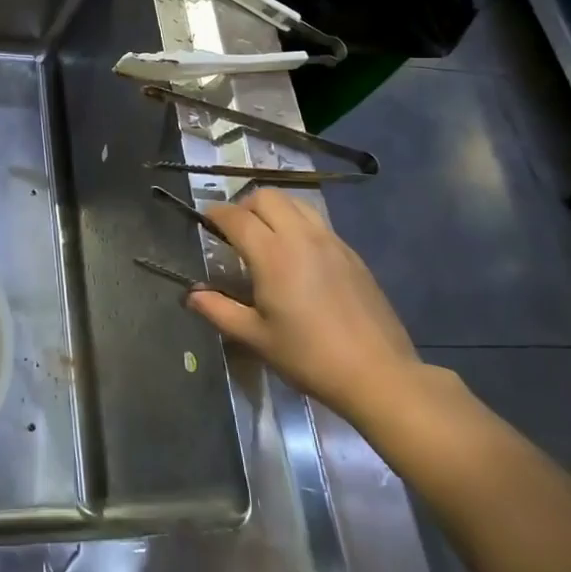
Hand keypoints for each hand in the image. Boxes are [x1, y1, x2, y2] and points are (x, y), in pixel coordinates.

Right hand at [186, 188, 422, 424]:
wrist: (378, 374)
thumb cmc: (309, 356)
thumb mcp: (255, 338)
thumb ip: (218, 310)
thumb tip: (191, 294)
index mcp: (272, 254)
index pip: (236, 217)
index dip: (215, 214)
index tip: (205, 220)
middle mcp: (301, 237)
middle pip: (266, 197)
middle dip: (244, 205)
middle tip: (235, 230)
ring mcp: (331, 242)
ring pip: (296, 203)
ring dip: (274, 210)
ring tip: (266, 236)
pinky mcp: (352, 254)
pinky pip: (318, 223)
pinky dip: (299, 225)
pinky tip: (298, 256)